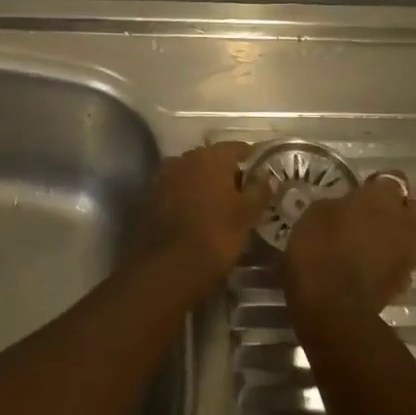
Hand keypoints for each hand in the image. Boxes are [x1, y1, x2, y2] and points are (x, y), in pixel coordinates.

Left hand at [134, 142, 268, 294]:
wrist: (167, 267)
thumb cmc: (216, 236)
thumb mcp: (247, 215)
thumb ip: (259, 190)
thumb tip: (266, 175)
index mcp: (210, 157)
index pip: (235, 147)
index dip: (249, 157)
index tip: (259, 170)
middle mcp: (183, 158)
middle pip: (210, 158)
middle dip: (225, 171)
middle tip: (240, 191)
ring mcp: (163, 175)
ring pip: (190, 172)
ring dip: (203, 183)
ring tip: (218, 203)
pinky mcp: (149, 195)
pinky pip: (175, 188)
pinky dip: (186, 195)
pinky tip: (195, 213)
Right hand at [284, 174, 415, 316]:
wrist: (332, 304)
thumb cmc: (319, 247)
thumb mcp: (316, 213)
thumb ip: (340, 205)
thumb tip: (346, 207)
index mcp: (383, 198)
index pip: (394, 178)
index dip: (379, 184)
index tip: (363, 189)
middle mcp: (405, 223)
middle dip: (403, 211)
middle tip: (376, 216)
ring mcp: (409, 256)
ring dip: (401, 239)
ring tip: (374, 245)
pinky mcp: (404, 284)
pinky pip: (403, 266)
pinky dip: (391, 265)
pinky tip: (370, 269)